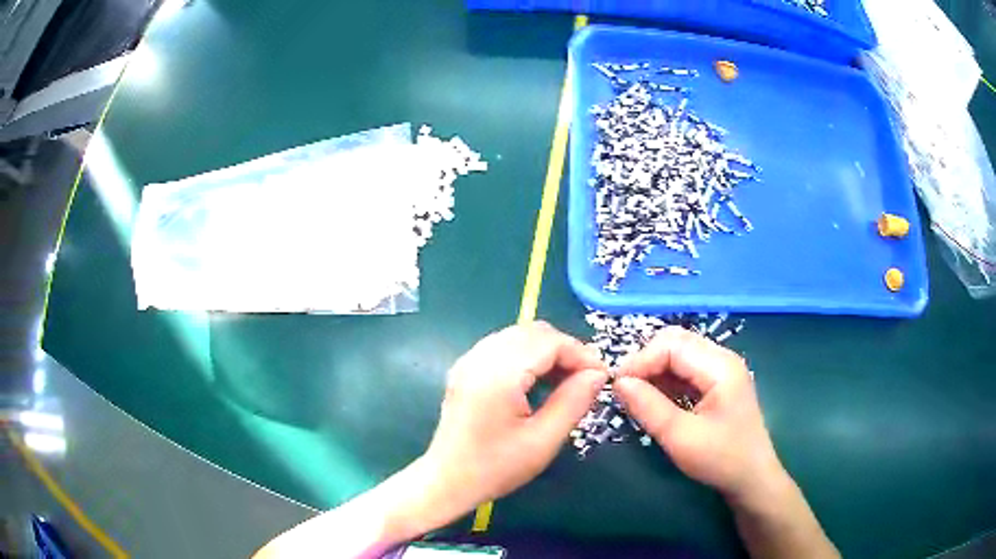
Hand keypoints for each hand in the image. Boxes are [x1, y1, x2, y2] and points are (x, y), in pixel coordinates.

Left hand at [420, 321, 608, 515]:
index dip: (581, 353)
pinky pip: (504, 346)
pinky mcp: (465, 368)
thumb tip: (598, 375)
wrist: (446, 480)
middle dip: (566, 350)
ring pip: (519, 335)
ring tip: (566, 381)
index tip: (602, 376)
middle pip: (534, 332)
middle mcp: (480, 357)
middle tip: (586, 379)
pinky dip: (528, 355)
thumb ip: (573, 402)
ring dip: (547, 351)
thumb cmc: (495, 467)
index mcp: (498, 374)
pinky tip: (539, 381)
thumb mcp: (543, 441)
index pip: (549, 342)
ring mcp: (469, 360)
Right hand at [614, 326, 785, 501]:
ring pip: (679, 353)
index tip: (617, 388)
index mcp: (720, 367)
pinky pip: (686, 368)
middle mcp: (722, 359)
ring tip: (637, 397)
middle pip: (675, 341)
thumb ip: (648, 407)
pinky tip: (656, 399)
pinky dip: (666, 379)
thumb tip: (618, 383)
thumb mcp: (681, 438)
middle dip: (646, 362)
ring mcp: (721, 369)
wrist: (752, 478)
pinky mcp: (717, 382)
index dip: (640, 361)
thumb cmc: (721, 459)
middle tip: (625, 390)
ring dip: (654, 370)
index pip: (671, 345)